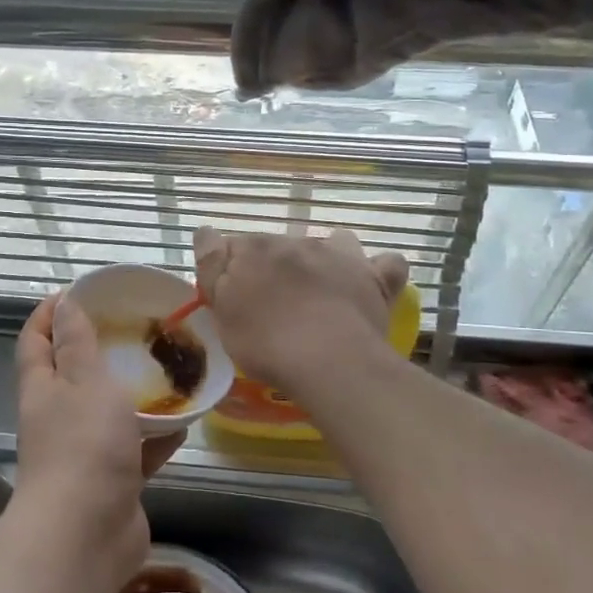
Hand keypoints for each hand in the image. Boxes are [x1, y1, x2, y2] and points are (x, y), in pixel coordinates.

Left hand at [12, 293, 184, 581]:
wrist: (87, 534)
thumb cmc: (84, 445)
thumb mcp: (85, 381)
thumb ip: (78, 343)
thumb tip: (65, 303)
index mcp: (43, 389)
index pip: (36, 340)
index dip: (48, 313)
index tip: (75, 291)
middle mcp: (58, 418)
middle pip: (71, 375)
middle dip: (95, 349)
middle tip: (133, 326)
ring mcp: (85, 452)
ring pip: (108, 412)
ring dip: (131, 393)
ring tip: (165, 368)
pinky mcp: (113, 481)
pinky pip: (136, 449)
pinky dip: (156, 436)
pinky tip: (185, 421)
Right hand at [194, 227, 407, 395]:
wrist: (328, 360)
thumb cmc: (265, 342)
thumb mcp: (223, 311)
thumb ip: (212, 267)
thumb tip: (206, 232)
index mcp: (256, 249)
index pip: (235, 247)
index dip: (231, 270)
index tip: (232, 297)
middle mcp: (297, 242)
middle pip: (281, 248)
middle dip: (276, 268)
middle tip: (274, 307)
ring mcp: (340, 256)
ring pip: (333, 243)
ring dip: (325, 258)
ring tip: (322, 290)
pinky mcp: (374, 278)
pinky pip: (386, 264)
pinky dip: (379, 270)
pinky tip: (372, 283)